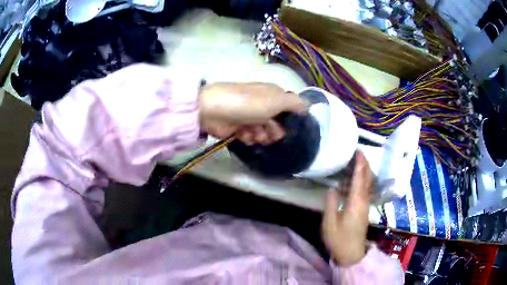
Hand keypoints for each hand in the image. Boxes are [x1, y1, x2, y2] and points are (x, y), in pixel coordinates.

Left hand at [199, 82, 306, 144]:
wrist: (214, 110)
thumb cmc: (249, 103)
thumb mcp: (277, 100)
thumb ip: (295, 103)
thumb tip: (307, 106)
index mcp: (271, 94)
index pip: (288, 107)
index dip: (290, 118)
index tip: (292, 128)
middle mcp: (261, 103)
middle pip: (276, 121)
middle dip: (275, 131)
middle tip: (271, 135)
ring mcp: (248, 115)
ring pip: (263, 130)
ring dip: (261, 135)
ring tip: (254, 135)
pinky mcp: (237, 126)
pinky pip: (249, 135)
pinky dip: (248, 136)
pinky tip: (243, 135)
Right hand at [322, 151, 371, 265]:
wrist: (351, 253)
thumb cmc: (339, 239)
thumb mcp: (330, 223)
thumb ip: (331, 203)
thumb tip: (332, 188)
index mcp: (356, 202)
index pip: (359, 178)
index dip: (359, 163)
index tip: (358, 151)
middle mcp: (363, 200)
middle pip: (366, 178)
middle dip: (364, 164)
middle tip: (357, 152)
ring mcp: (365, 205)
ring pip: (367, 183)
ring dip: (363, 171)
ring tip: (356, 161)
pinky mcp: (363, 209)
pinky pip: (364, 189)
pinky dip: (361, 180)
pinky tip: (354, 180)